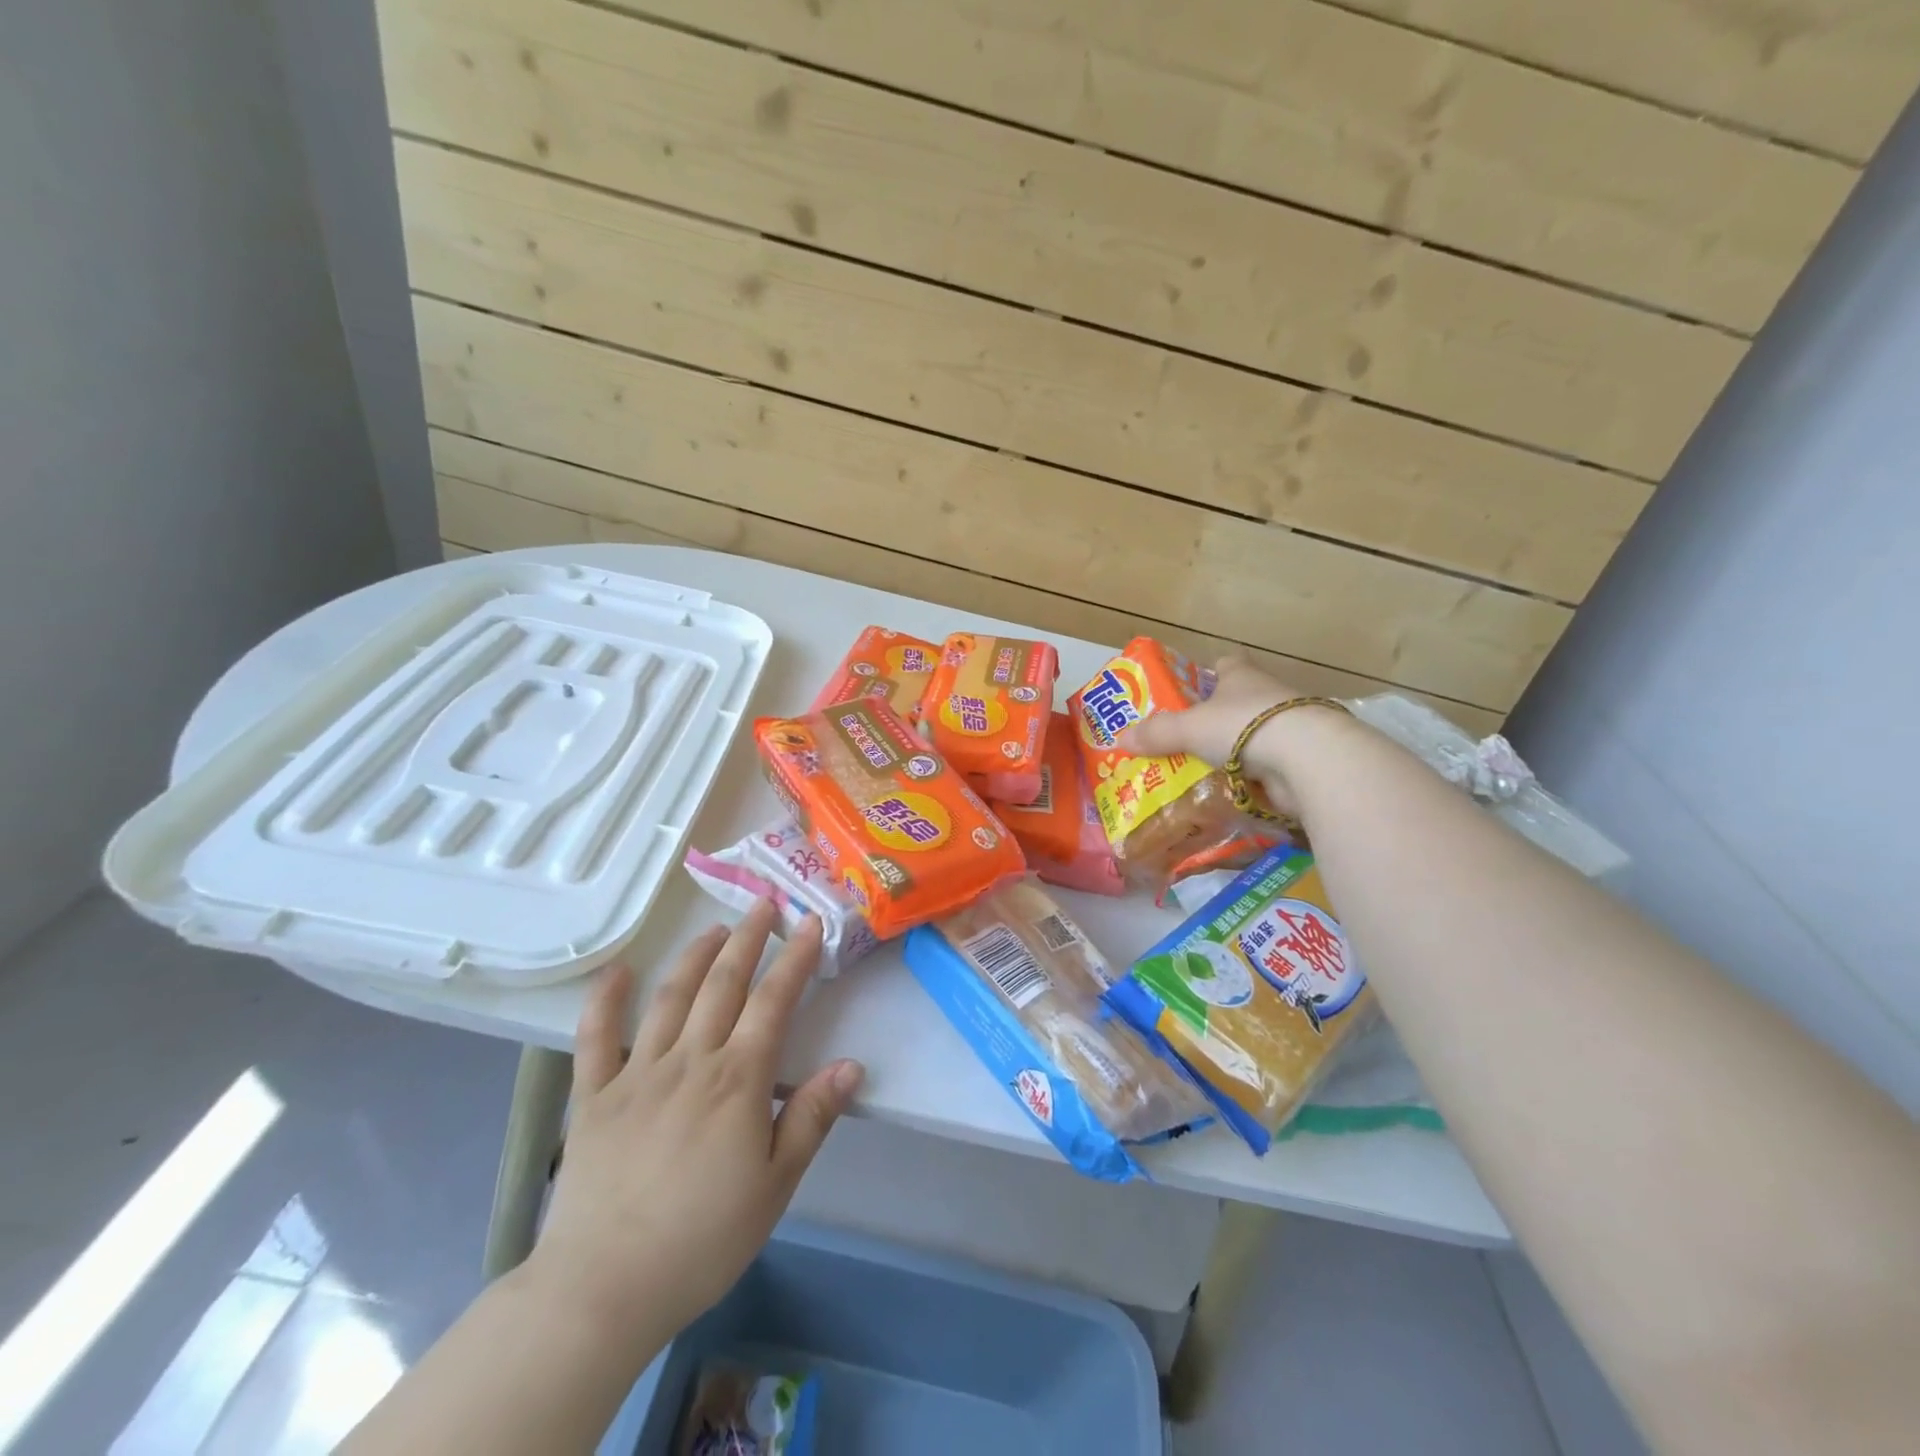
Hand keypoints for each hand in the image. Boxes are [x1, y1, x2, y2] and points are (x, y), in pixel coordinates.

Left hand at [526, 901, 862, 1344]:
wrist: (605, 1287)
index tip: (810, 924)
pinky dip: (606, 1000)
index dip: (794, 959)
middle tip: (763, 905)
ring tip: (714, 929)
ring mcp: (638, 1073)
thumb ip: (812, 1117)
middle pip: (723, 985)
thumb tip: (851, 1065)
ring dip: (695, 956)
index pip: (773, 1002)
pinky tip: (619, 971)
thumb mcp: (776, 1185)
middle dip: (748, 940)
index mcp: (737, 1080)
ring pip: (671, 998)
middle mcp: (690, 1060)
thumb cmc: (703, 1238)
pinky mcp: (594, 1096)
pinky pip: (596, 1038)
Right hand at [1115, 656, 1345, 821]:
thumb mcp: (1189, 728)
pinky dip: (1252, 779)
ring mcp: (1288, 728)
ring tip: (1202, 772)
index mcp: (1242, 677)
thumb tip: (1119, 739)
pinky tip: (1230, 794)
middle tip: (1186, 739)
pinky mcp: (1301, 760)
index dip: (1211, 672)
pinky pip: (1268, 768)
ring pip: (1255, 737)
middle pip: (1240, 702)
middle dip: (1217, 719)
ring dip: (1236, 752)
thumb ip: (1156, 734)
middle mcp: (1268, 696)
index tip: (1194, 689)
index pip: (1227, 664)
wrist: (1307, 758)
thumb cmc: (1243, 726)